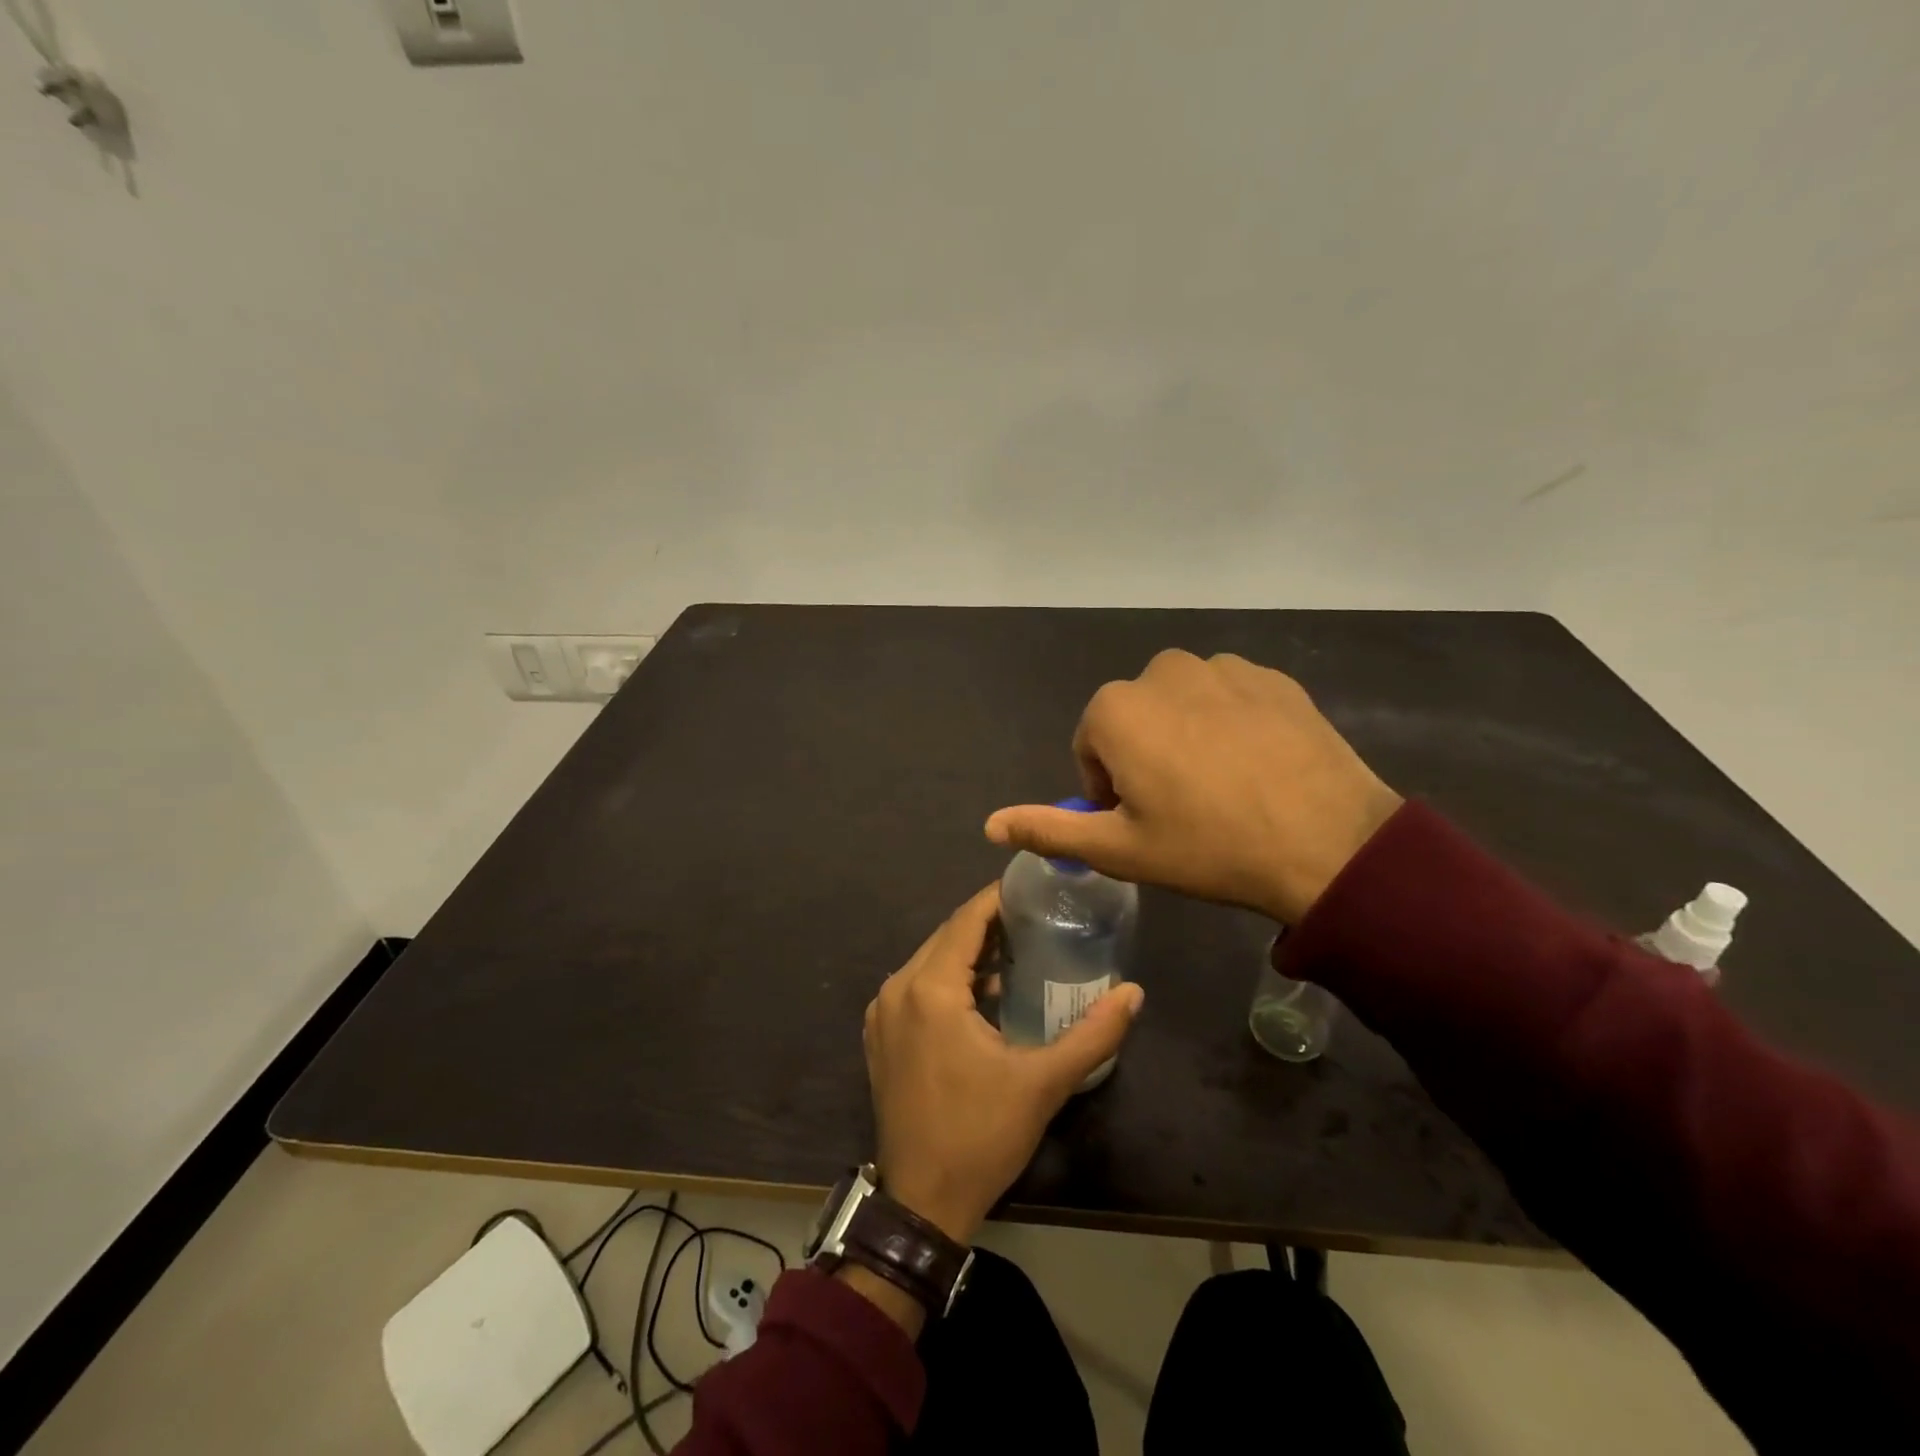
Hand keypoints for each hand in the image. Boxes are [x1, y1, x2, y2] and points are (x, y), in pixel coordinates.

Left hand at [863, 883, 1144, 1244]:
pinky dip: (948, 978)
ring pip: (931, 960)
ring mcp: (882, 1012)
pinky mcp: (880, 1035)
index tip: (1033, 888)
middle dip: (989, 924)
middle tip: (1036, 919)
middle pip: (947, 936)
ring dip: (969, 952)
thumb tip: (1134, 993)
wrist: (922, 1202)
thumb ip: (1093, 1034)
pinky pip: (916, 986)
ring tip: (1018, 950)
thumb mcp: (1043, 1083)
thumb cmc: (981, 1136)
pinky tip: (983, 992)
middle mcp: (897, 989)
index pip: (966, 920)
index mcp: (930, 989)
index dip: (998, 898)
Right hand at [984, 650, 1401, 923]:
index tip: (1142, 820)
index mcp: (1117, 710)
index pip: (1091, 745)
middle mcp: (1162, 671)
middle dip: (1144, 755)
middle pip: (1134, 718)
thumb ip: (1049, 829)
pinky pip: (1228, 696)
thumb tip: (990, 824)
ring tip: (1222, 786)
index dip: (1109, 787)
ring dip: (1185, 735)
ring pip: (1180, 703)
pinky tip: (1257, 766)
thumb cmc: (1209, 847)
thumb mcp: (1120, 850)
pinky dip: (1229, 723)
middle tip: (1181, 806)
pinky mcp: (1272, 676)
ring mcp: (1223, 668)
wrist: (1329, 844)